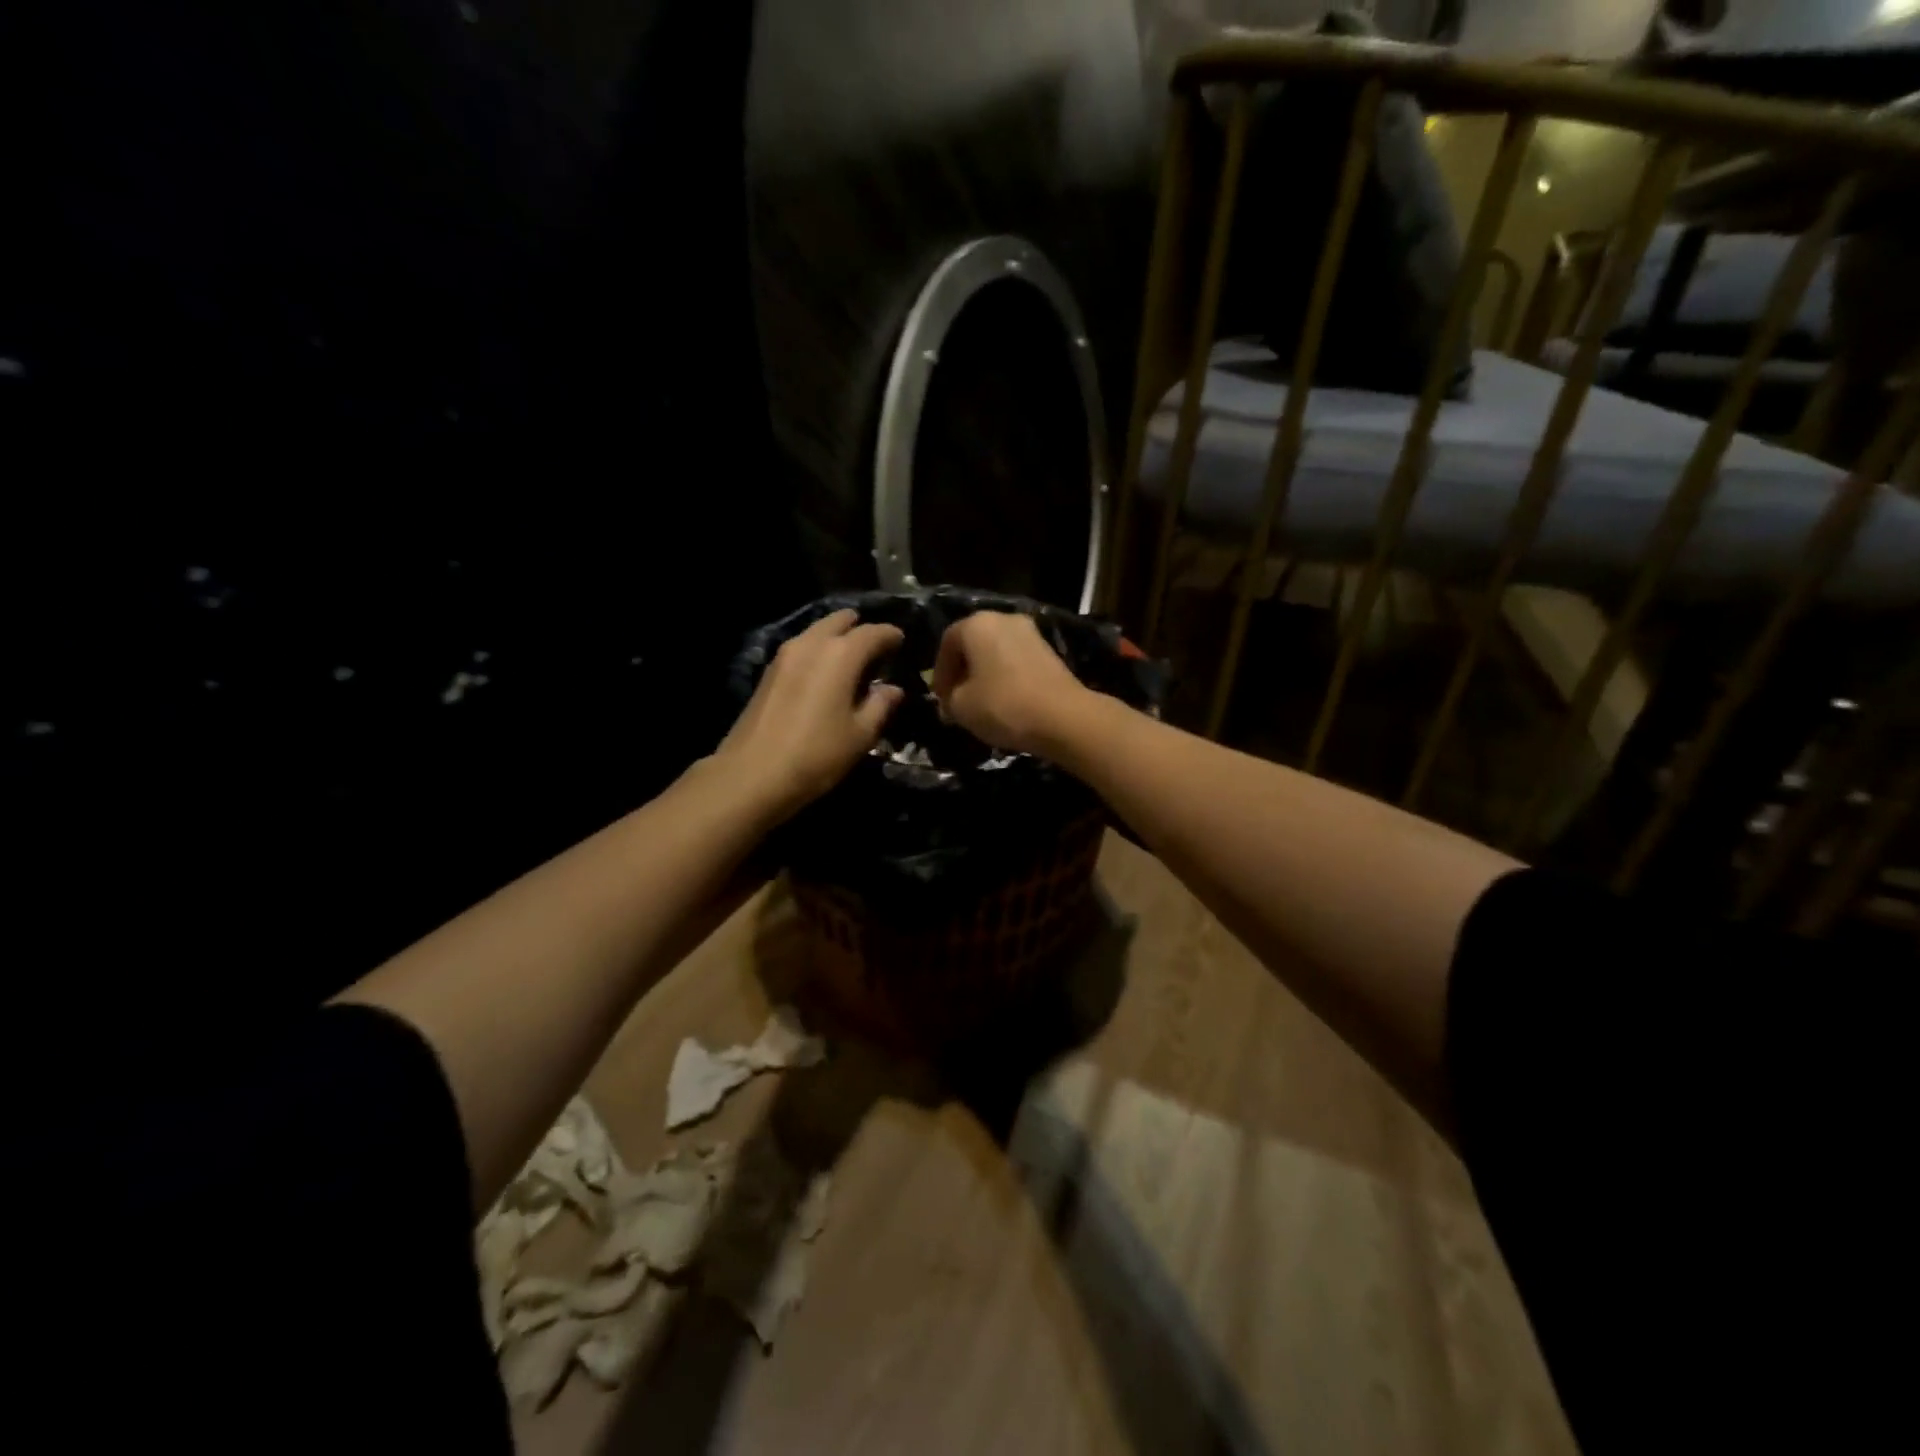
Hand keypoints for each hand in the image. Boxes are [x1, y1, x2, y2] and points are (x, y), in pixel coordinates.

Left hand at [716, 609, 904, 818]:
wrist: (752, 774)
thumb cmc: (817, 754)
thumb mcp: (860, 735)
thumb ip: (880, 705)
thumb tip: (892, 689)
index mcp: (840, 654)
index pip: (873, 632)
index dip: (891, 635)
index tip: (901, 641)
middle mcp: (812, 643)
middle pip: (839, 621)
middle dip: (860, 628)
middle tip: (875, 647)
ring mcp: (785, 655)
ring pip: (817, 632)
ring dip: (836, 638)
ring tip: (851, 660)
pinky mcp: (769, 671)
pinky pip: (802, 648)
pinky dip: (818, 651)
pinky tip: (824, 673)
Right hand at [931, 611, 1092, 756]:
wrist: (1063, 717)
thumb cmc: (1002, 705)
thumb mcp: (961, 707)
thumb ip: (949, 699)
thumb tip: (952, 700)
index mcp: (977, 624)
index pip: (947, 642)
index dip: (940, 672)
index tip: (940, 698)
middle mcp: (1004, 619)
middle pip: (974, 644)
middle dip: (962, 671)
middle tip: (957, 699)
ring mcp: (1031, 633)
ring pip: (996, 652)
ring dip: (984, 674)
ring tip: (980, 703)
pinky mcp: (1050, 652)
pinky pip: (1016, 661)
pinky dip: (1005, 677)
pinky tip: (1005, 702)